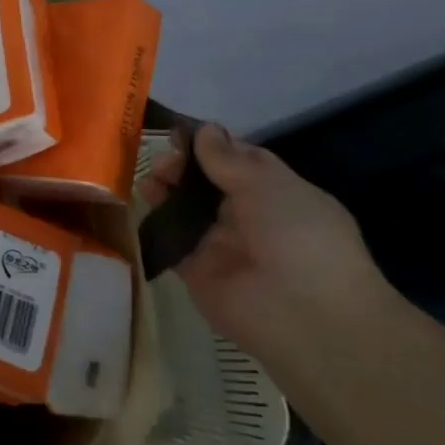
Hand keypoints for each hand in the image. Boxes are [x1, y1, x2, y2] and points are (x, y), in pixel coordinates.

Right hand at [139, 124, 392, 351]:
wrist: (303, 314)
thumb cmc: (299, 238)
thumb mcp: (269, 186)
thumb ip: (228, 159)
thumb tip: (204, 129)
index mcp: (277, 194)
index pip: (239, 161)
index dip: (210, 145)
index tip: (177, 133)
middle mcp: (249, 217)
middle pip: (206, 183)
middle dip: (181, 168)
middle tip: (162, 164)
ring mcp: (221, 244)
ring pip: (184, 210)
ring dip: (164, 191)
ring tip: (148, 183)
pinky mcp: (195, 270)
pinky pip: (171, 241)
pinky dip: (155, 224)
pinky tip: (141, 207)